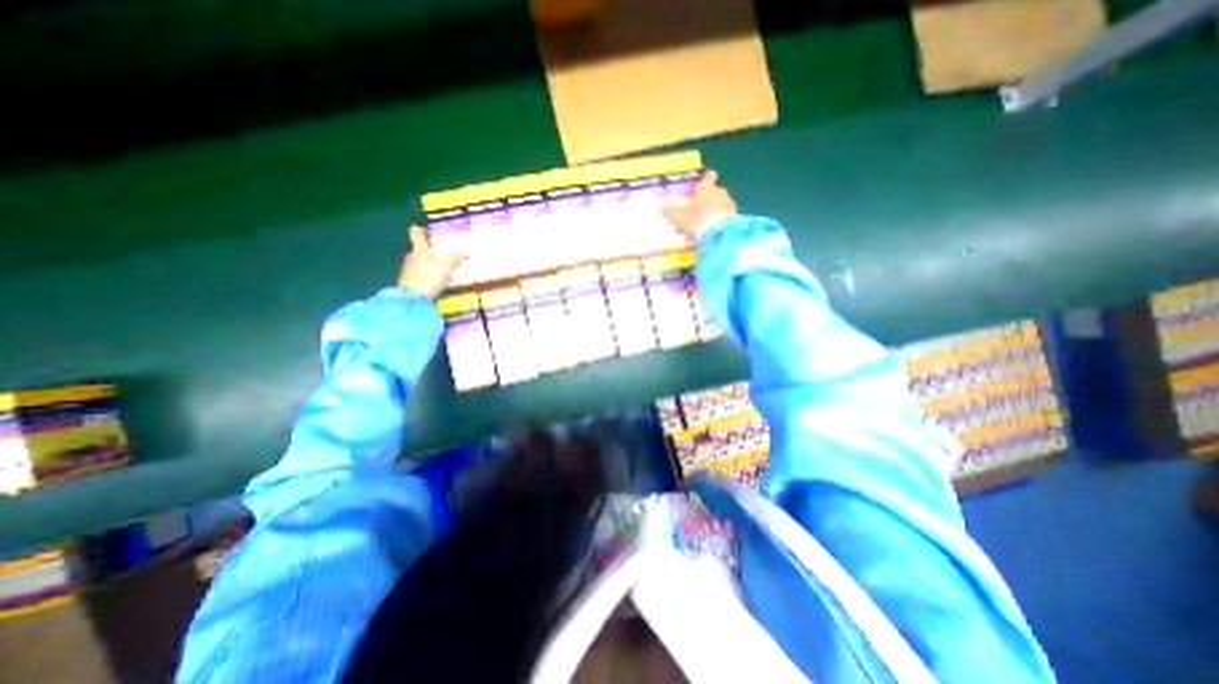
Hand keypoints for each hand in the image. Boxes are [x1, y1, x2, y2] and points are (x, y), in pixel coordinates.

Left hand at [398, 224, 464, 299]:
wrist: (413, 299)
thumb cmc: (429, 276)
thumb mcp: (447, 265)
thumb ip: (455, 257)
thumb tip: (462, 251)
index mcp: (419, 249)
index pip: (417, 234)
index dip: (421, 230)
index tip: (424, 228)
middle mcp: (412, 257)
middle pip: (421, 250)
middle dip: (432, 251)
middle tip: (445, 253)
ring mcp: (410, 271)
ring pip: (423, 263)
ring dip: (434, 264)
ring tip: (448, 269)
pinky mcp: (411, 283)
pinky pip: (424, 275)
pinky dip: (432, 276)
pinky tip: (441, 281)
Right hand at [664, 170, 737, 243]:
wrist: (719, 233)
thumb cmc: (697, 220)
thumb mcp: (680, 218)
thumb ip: (671, 212)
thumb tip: (661, 206)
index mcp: (706, 188)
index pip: (708, 178)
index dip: (707, 177)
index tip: (708, 177)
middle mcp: (719, 192)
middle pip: (717, 190)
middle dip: (711, 195)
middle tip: (704, 204)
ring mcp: (729, 203)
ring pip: (723, 201)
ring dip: (718, 207)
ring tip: (710, 217)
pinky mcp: (735, 216)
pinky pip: (728, 214)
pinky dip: (723, 217)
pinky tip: (718, 225)